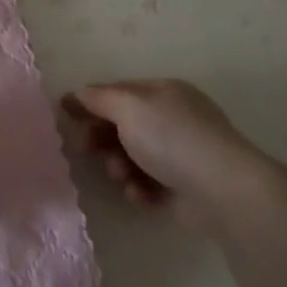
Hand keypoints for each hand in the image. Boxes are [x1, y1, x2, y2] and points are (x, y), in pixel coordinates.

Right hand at [62, 79, 263, 222]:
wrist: (222, 190)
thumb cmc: (171, 138)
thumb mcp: (128, 107)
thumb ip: (98, 98)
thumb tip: (78, 94)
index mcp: (164, 92)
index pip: (118, 91)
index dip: (90, 101)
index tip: (64, 114)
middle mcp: (173, 118)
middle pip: (122, 125)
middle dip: (103, 139)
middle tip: (88, 150)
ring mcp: (180, 153)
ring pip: (131, 157)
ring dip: (119, 167)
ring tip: (123, 177)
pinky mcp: (183, 186)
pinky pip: (147, 183)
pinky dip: (139, 188)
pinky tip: (141, 194)